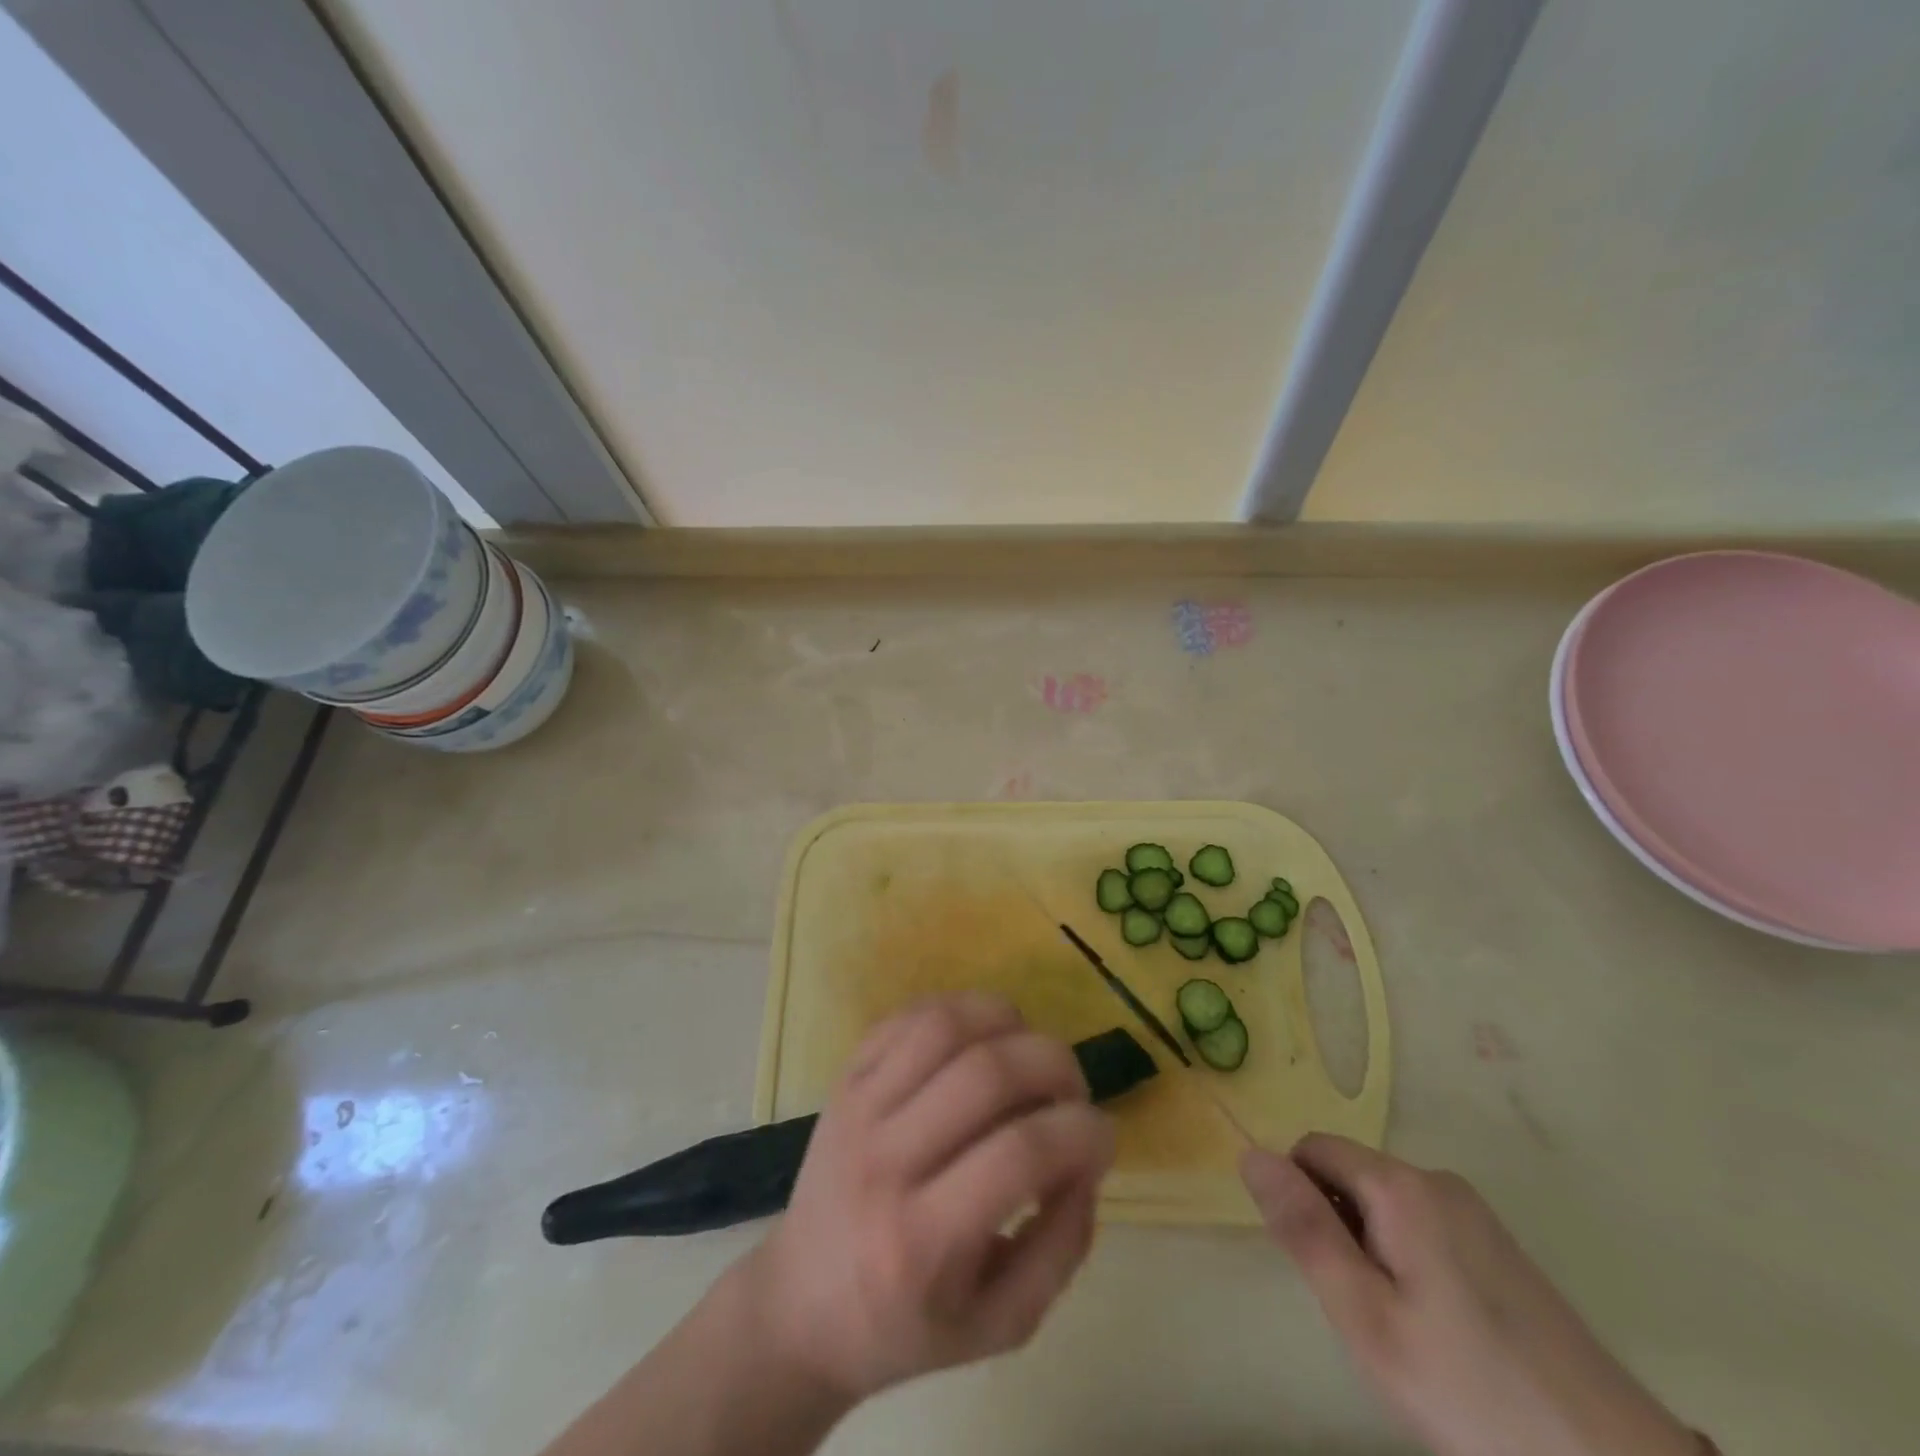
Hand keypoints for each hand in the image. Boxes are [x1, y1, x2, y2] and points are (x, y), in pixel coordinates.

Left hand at [747, 993, 1116, 1404]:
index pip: (1020, 1154)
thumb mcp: (999, 1325)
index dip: (1082, 1133)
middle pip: (986, 1072)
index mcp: (921, 1241)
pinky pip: (909, 1015)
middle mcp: (884, 1160)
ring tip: (1030, 1053)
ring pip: (945, 1025)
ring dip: (1009, 1022)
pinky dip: (961, 1010)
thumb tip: (1087, 1160)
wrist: (801, 1305)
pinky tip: (983, 1038)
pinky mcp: (845, 1075)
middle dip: (1055, 1066)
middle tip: (1073, 1091)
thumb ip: (1061, 1247)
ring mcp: (857, 1106)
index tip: (1104, 1138)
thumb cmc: (904, 1326)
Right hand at [1243, 1136, 1698, 1455]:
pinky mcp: (1500, 1246)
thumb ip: (1304, 1229)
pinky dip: (1408, 1259)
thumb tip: (1250, 1153)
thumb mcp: (1365, 1316)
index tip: (1320, 1267)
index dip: (1299, 1198)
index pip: (1313, 1149)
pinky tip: (1439, 1329)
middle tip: (1363, 1309)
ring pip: (1385, 1203)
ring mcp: (1476, 1212)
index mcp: (1401, 1186)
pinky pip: (1424, 1226)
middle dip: (1337, 1226)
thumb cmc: (1467, 1388)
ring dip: (1371, 1246)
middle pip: (1351, 1174)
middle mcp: (1437, 1180)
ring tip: (1402, 1327)